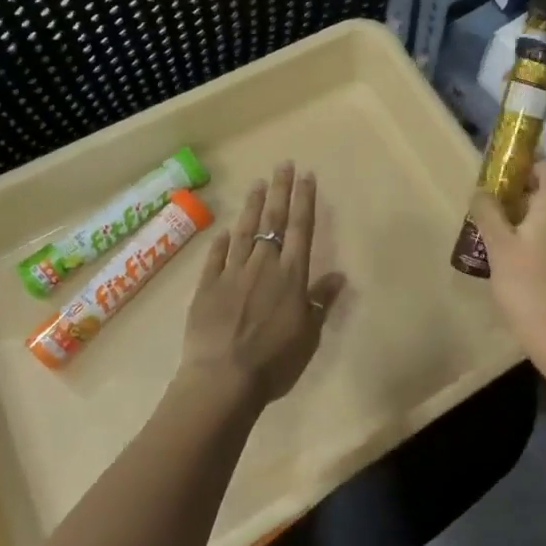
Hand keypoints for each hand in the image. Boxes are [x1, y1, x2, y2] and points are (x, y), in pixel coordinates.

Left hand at [179, 163, 346, 407]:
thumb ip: (321, 302)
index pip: (301, 228)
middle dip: (280, 191)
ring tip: (257, 184)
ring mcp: (232, 273)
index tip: (307, 175)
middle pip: (273, 221)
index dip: (305, 200)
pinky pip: (215, 257)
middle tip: (283, 164)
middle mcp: (263, 265)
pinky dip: (221, 241)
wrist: (222, 380)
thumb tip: (339, 275)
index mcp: (291, 275)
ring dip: (252, 206)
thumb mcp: (309, 335)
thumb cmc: (274, 361)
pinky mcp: (206, 286)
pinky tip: (224, 230)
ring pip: (243, 231)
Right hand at [466, 160, 545, 353]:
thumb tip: (482, 191)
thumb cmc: (528, 285)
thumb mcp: (498, 246)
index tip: (504, 182)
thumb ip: (488, 211)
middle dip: (529, 196)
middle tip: (501, 214)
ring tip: (514, 243)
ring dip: (541, 221)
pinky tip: (535, 267)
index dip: (527, 167)